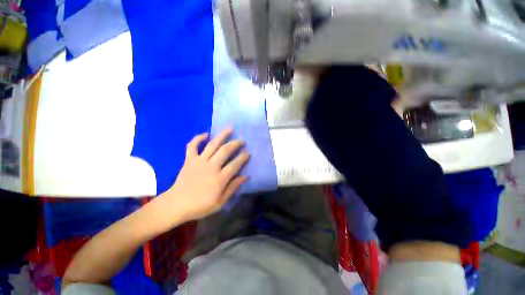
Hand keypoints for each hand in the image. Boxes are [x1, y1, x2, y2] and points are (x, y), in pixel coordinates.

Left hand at [159, 128, 249, 224]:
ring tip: (230, 128)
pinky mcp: (189, 160)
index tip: (248, 153)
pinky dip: (198, 138)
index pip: (235, 164)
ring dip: (222, 135)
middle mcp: (211, 167)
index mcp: (219, 179)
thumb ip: (233, 188)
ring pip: (212, 144)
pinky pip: (192, 146)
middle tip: (242, 140)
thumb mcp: (220, 202)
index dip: (243, 157)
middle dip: (235, 143)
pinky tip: (205, 134)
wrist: (176, 205)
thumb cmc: (200, 206)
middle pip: (225, 151)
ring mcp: (199, 161)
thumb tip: (245, 176)